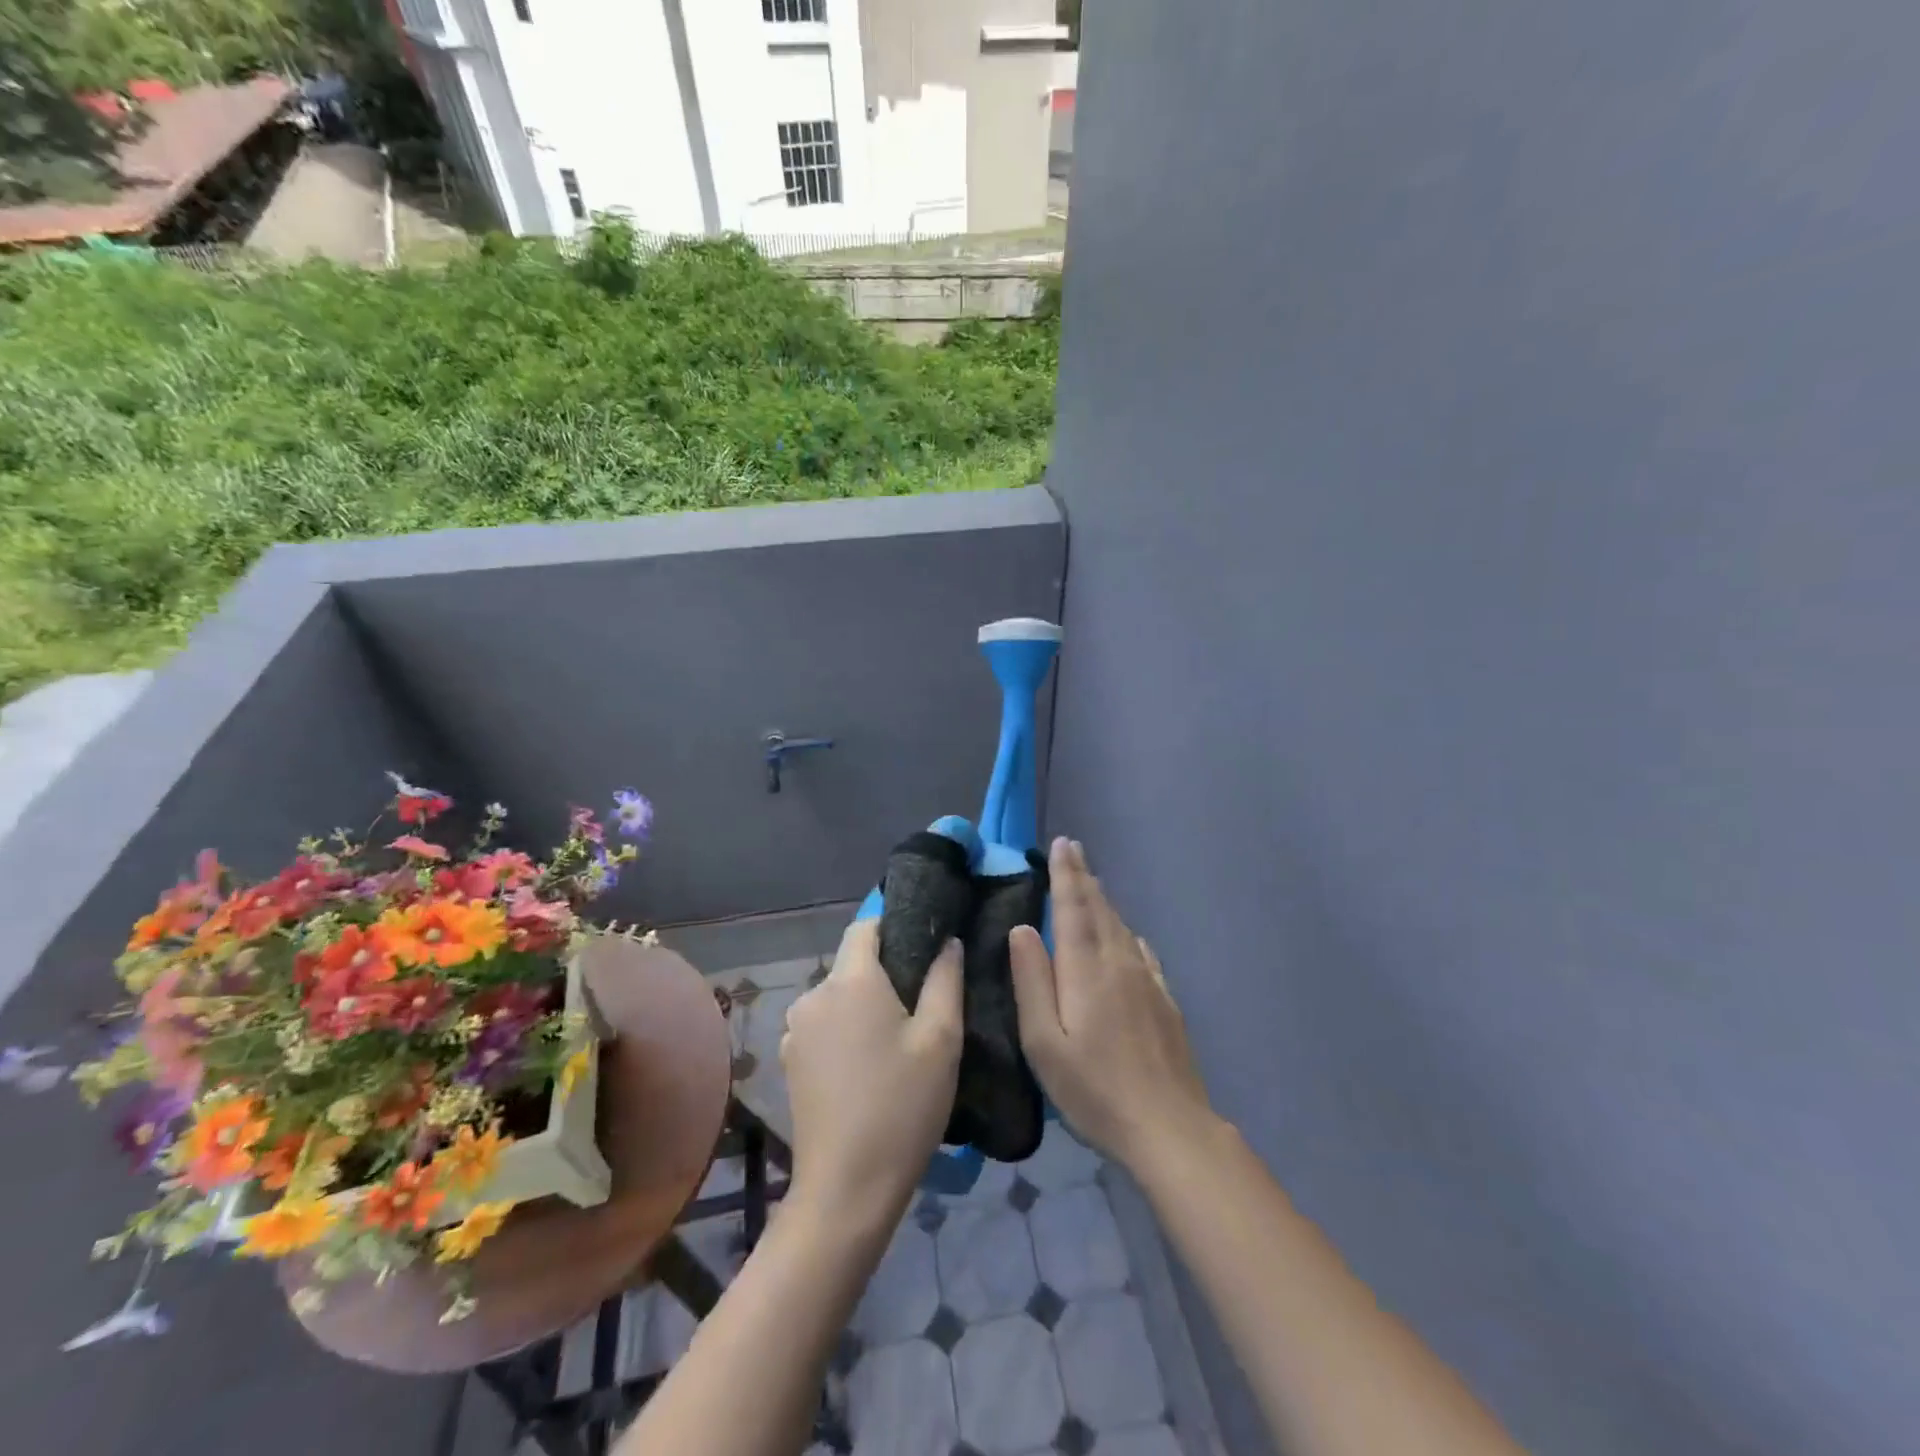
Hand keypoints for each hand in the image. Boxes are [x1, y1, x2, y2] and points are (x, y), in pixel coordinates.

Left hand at [780, 920, 964, 1233]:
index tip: (924, 947)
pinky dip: (845, 1032)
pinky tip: (868, 1067)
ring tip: (898, 1040)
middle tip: (922, 1004)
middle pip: (852, 965)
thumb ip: (946, 980)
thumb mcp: (941, 1039)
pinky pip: (823, 1026)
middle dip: (885, 973)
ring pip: (838, 997)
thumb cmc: (902, 1106)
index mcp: (850, 981)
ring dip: (864, 1006)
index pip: (865, 927)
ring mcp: (795, 1030)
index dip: (894, 927)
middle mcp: (814, 995)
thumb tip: (947, 943)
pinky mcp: (790, 1061)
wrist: (846, 1188)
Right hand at [1010, 838, 1214, 1168]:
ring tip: (1091, 883)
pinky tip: (1128, 936)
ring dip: (1104, 900)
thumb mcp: (1044, 1043)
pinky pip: (1142, 951)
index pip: (1073, 907)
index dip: (1066, 874)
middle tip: (1073, 849)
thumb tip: (1022, 929)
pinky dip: (1127, 933)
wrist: (1168, 1126)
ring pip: (1121, 927)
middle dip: (1084, 876)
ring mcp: (1147, 980)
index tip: (1062, 844)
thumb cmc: (1094, 1089)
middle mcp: (1119, 962)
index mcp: (1086, 969)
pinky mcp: (1165, 1000)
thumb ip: (1031, 981)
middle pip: (1100, 909)